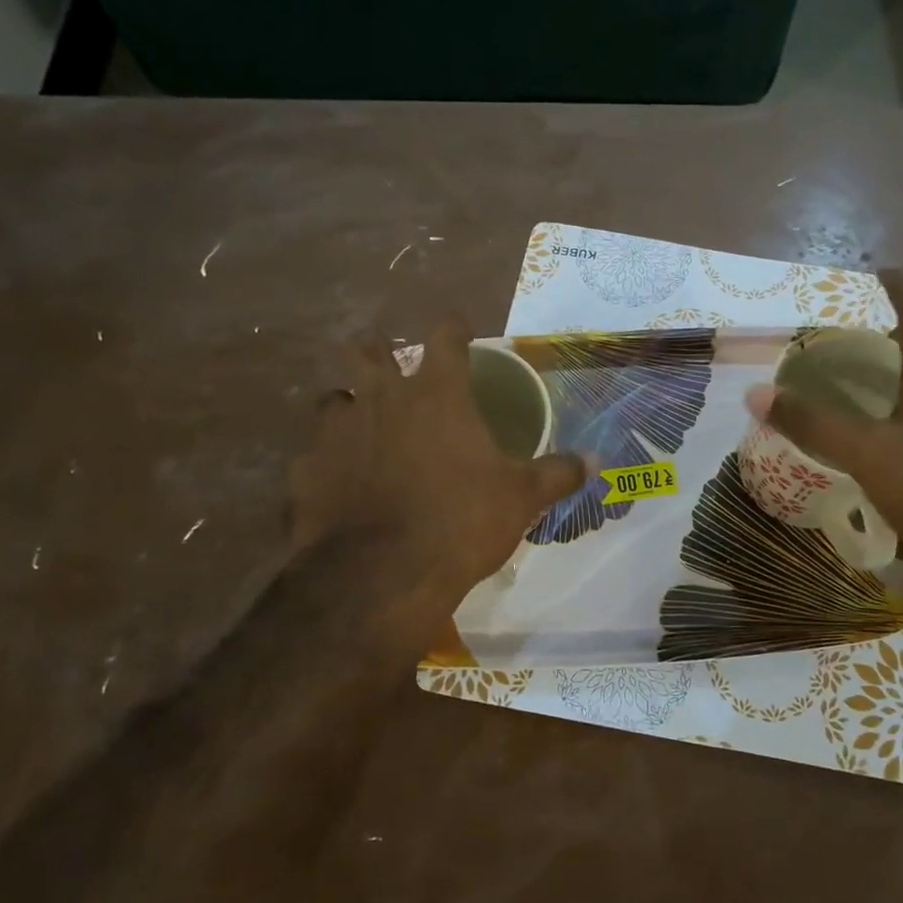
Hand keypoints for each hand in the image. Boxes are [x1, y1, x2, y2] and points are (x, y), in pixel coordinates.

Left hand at [287, 320, 585, 608]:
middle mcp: (381, 398)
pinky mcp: (305, 470)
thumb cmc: (462, 521)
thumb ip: (558, 473)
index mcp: (437, 395)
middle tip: (389, 361)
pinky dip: (326, 462)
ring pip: (332, 397)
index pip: (445, 337)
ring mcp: (336, 432)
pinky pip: (312, 455)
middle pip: (367, 348)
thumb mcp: (521, 498)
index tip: (459, 330)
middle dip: (377, 348)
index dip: (453, 327)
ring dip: (348, 405)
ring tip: (361, 425)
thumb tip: (597, 460)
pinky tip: (337, 483)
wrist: (383, 575)